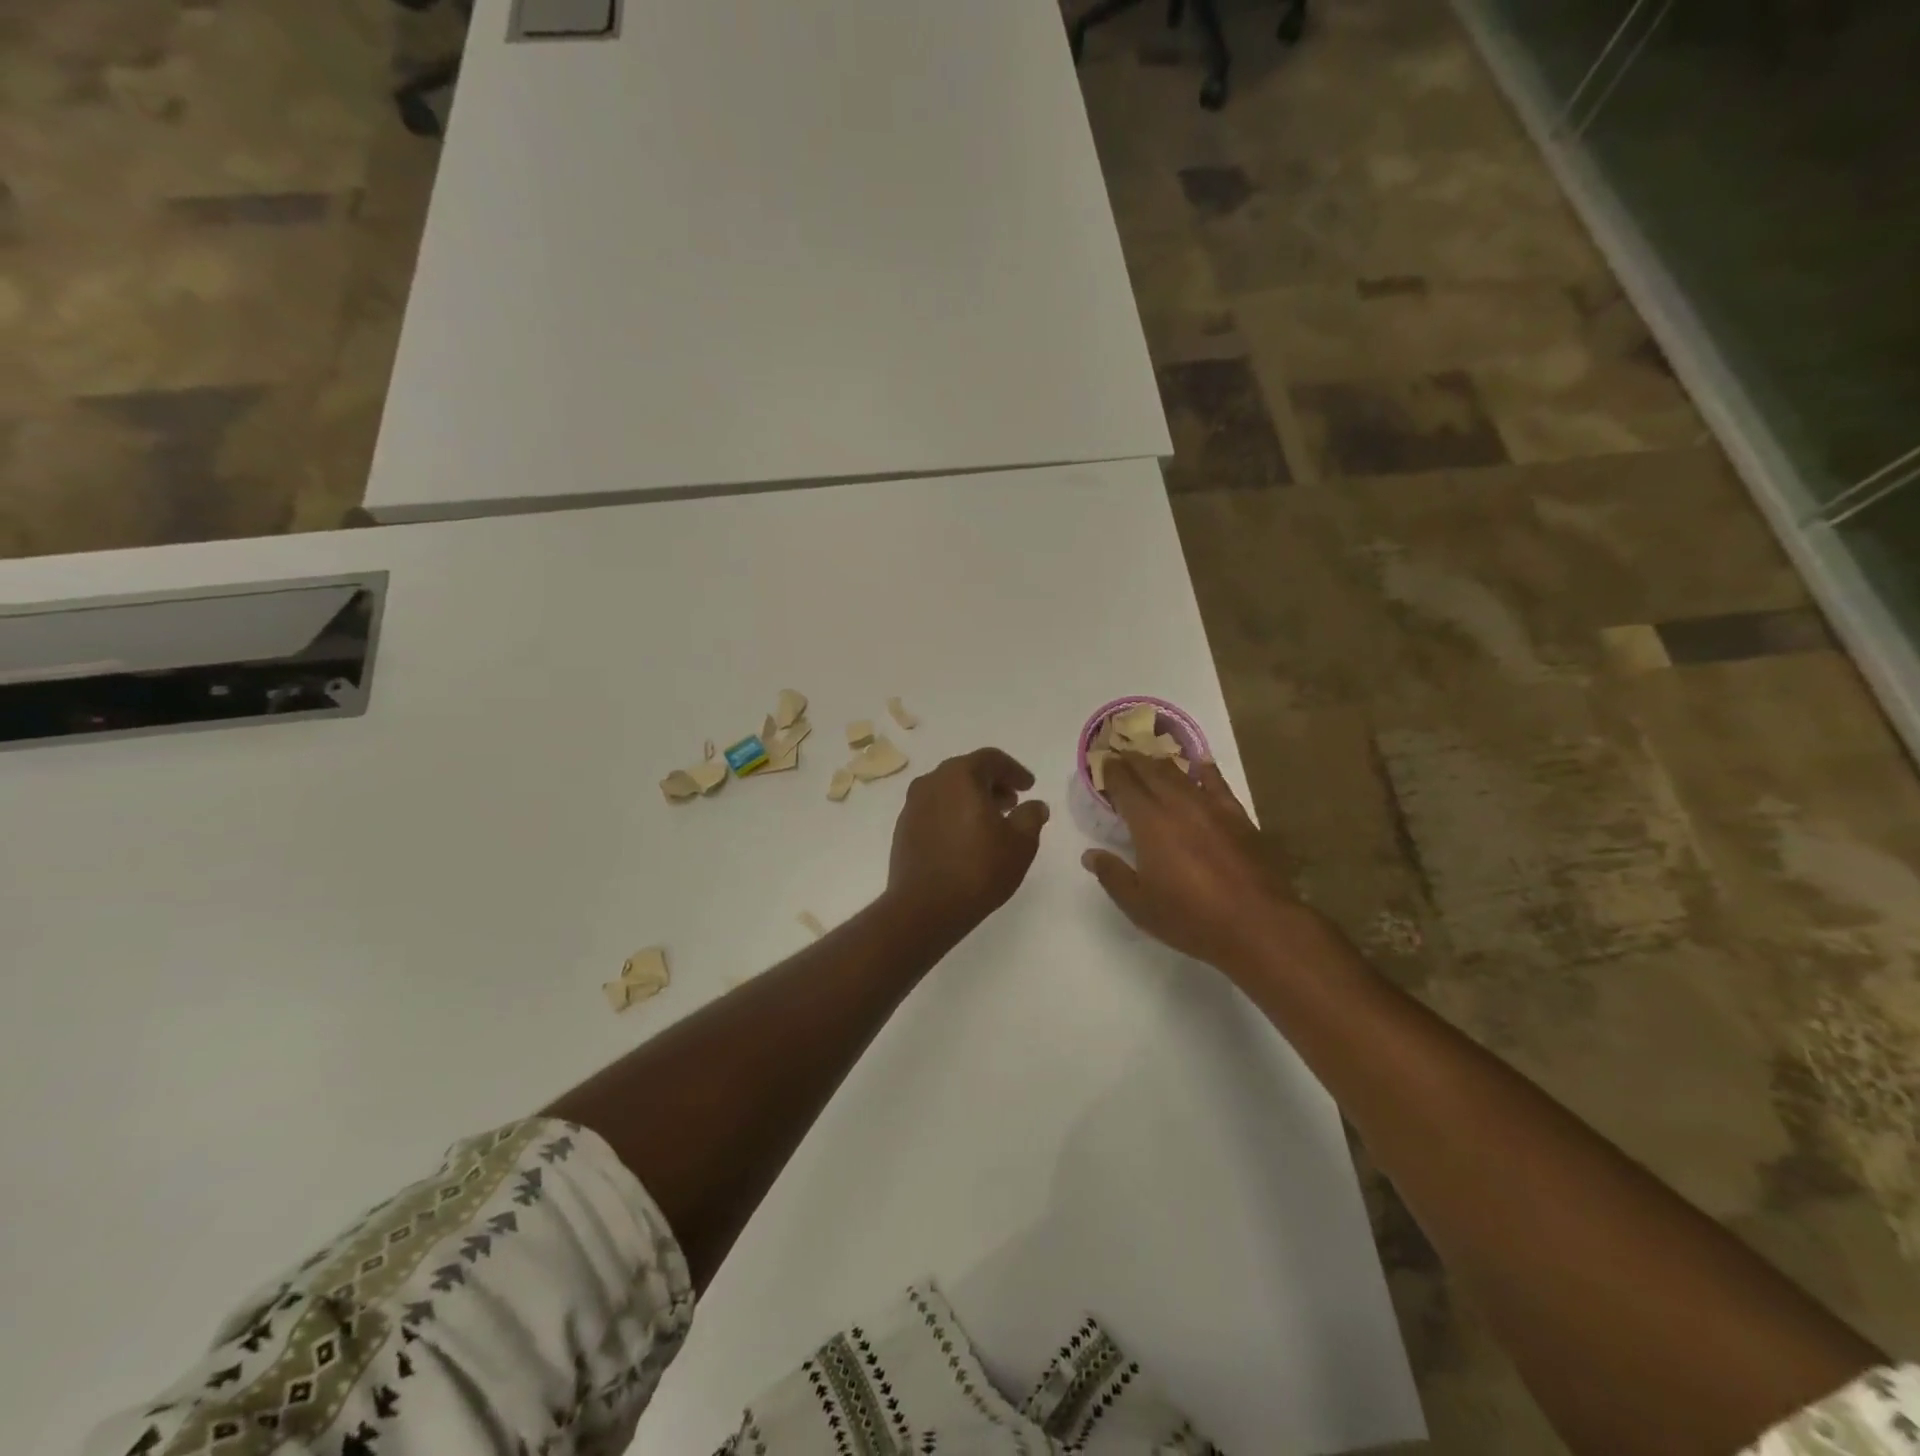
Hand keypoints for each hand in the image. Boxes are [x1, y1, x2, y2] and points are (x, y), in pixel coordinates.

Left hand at [887, 748, 1050, 935]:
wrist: (925, 907)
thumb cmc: (979, 869)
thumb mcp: (1020, 843)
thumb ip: (1031, 816)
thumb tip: (1035, 805)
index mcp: (960, 775)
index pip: (991, 759)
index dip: (1014, 771)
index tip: (1029, 787)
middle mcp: (932, 782)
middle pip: (967, 772)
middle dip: (992, 784)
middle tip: (1012, 803)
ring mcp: (913, 805)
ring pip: (948, 791)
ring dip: (971, 800)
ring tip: (991, 823)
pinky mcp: (903, 828)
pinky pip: (934, 810)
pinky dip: (953, 815)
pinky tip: (965, 839)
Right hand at [1082, 756, 1307, 972]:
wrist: (1258, 924)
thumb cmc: (1191, 917)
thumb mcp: (1139, 905)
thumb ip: (1112, 875)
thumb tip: (1090, 855)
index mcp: (1149, 822)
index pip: (1124, 784)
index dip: (1111, 771)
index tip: (1102, 762)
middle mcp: (1178, 804)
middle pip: (1151, 770)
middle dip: (1133, 760)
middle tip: (1121, 754)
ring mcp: (1211, 807)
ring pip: (1180, 773)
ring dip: (1161, 763)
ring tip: (1150, 759)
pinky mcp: (1237, 816)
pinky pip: (1216, 783)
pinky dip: (1204, 770)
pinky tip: (1200, 764)